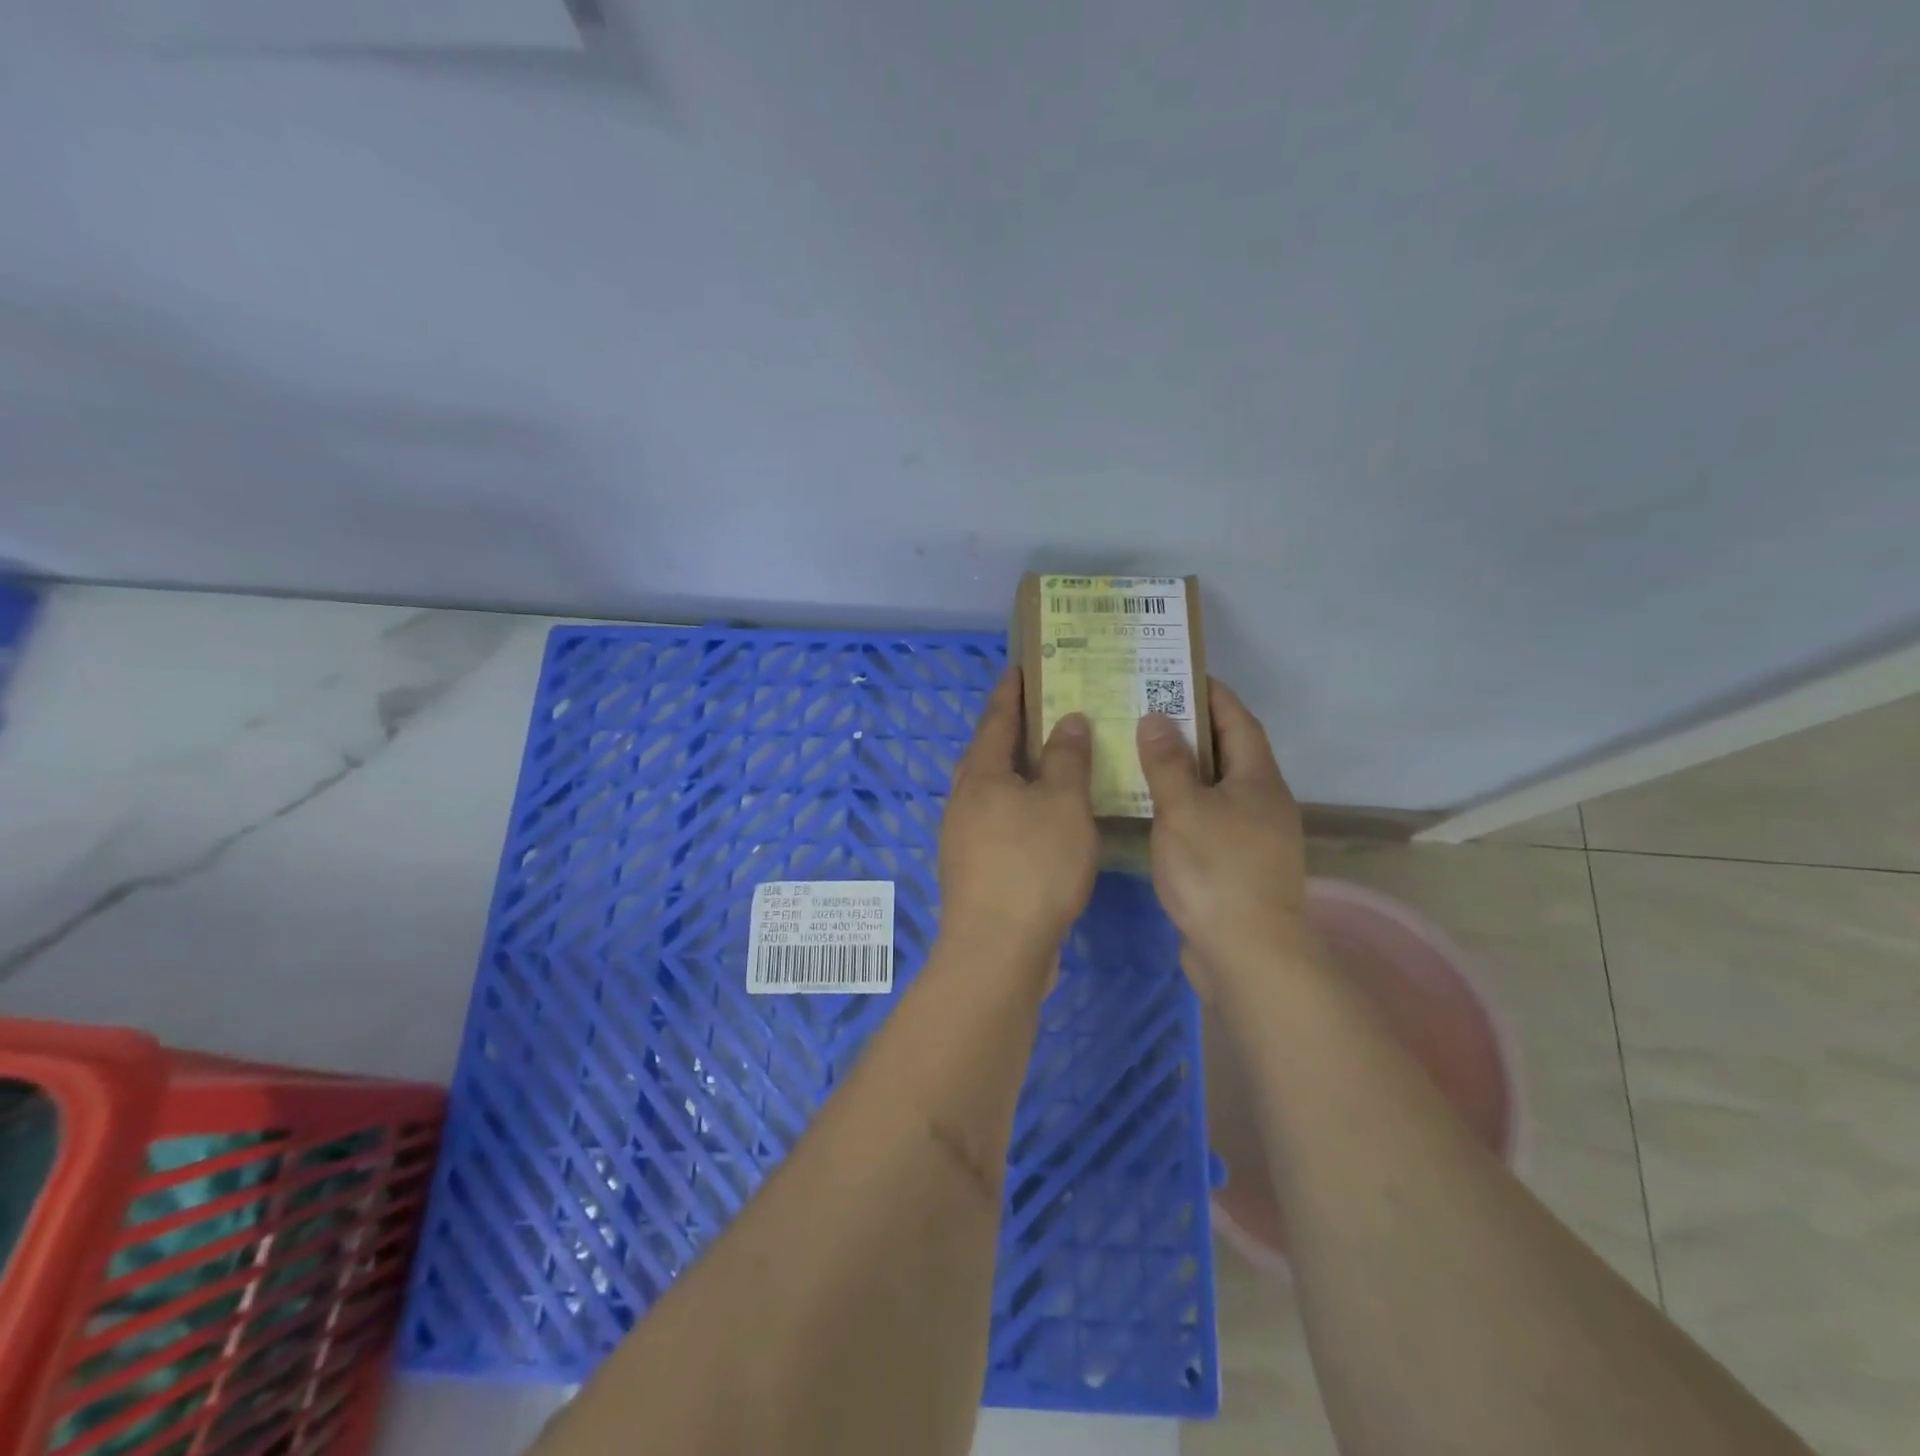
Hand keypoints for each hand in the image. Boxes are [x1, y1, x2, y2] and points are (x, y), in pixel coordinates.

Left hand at [938, 669, 1098, 969]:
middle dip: (1009, 732)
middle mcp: (964, 801)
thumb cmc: (1034, 865)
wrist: (998, 947)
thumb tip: (1067, 720)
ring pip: (990, 791)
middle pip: (986, 754)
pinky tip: (1042, 821)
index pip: (996, 720)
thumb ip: (1067, 759)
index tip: (1019, 669)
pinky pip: (997, 822)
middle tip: (1041, 714)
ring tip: (1048, 764)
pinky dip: (1018, 808)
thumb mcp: (1063, 804)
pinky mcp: (973, 869)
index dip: (1010, 693)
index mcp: (981, 776)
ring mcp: (963, 837)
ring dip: (1015, 773)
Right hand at [1136, 677, 1310, 999]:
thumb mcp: (1184, 808)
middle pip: (1231, 753)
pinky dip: (1186, 803)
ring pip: (1218, 788)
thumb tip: (1158, 717)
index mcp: (1259, 780)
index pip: (1239, 721)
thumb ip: (1168, 762)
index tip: (1181, 674)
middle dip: (1195, 729)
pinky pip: (1211, 818)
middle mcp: (1264, 802)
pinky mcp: (1239, 866)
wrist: (1248, 954)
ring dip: (1188, 768)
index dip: (1214, 695)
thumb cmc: (1216, 870)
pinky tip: (1155, 808)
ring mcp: (1255, 837)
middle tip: (1151, 710)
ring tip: (1145, 753)